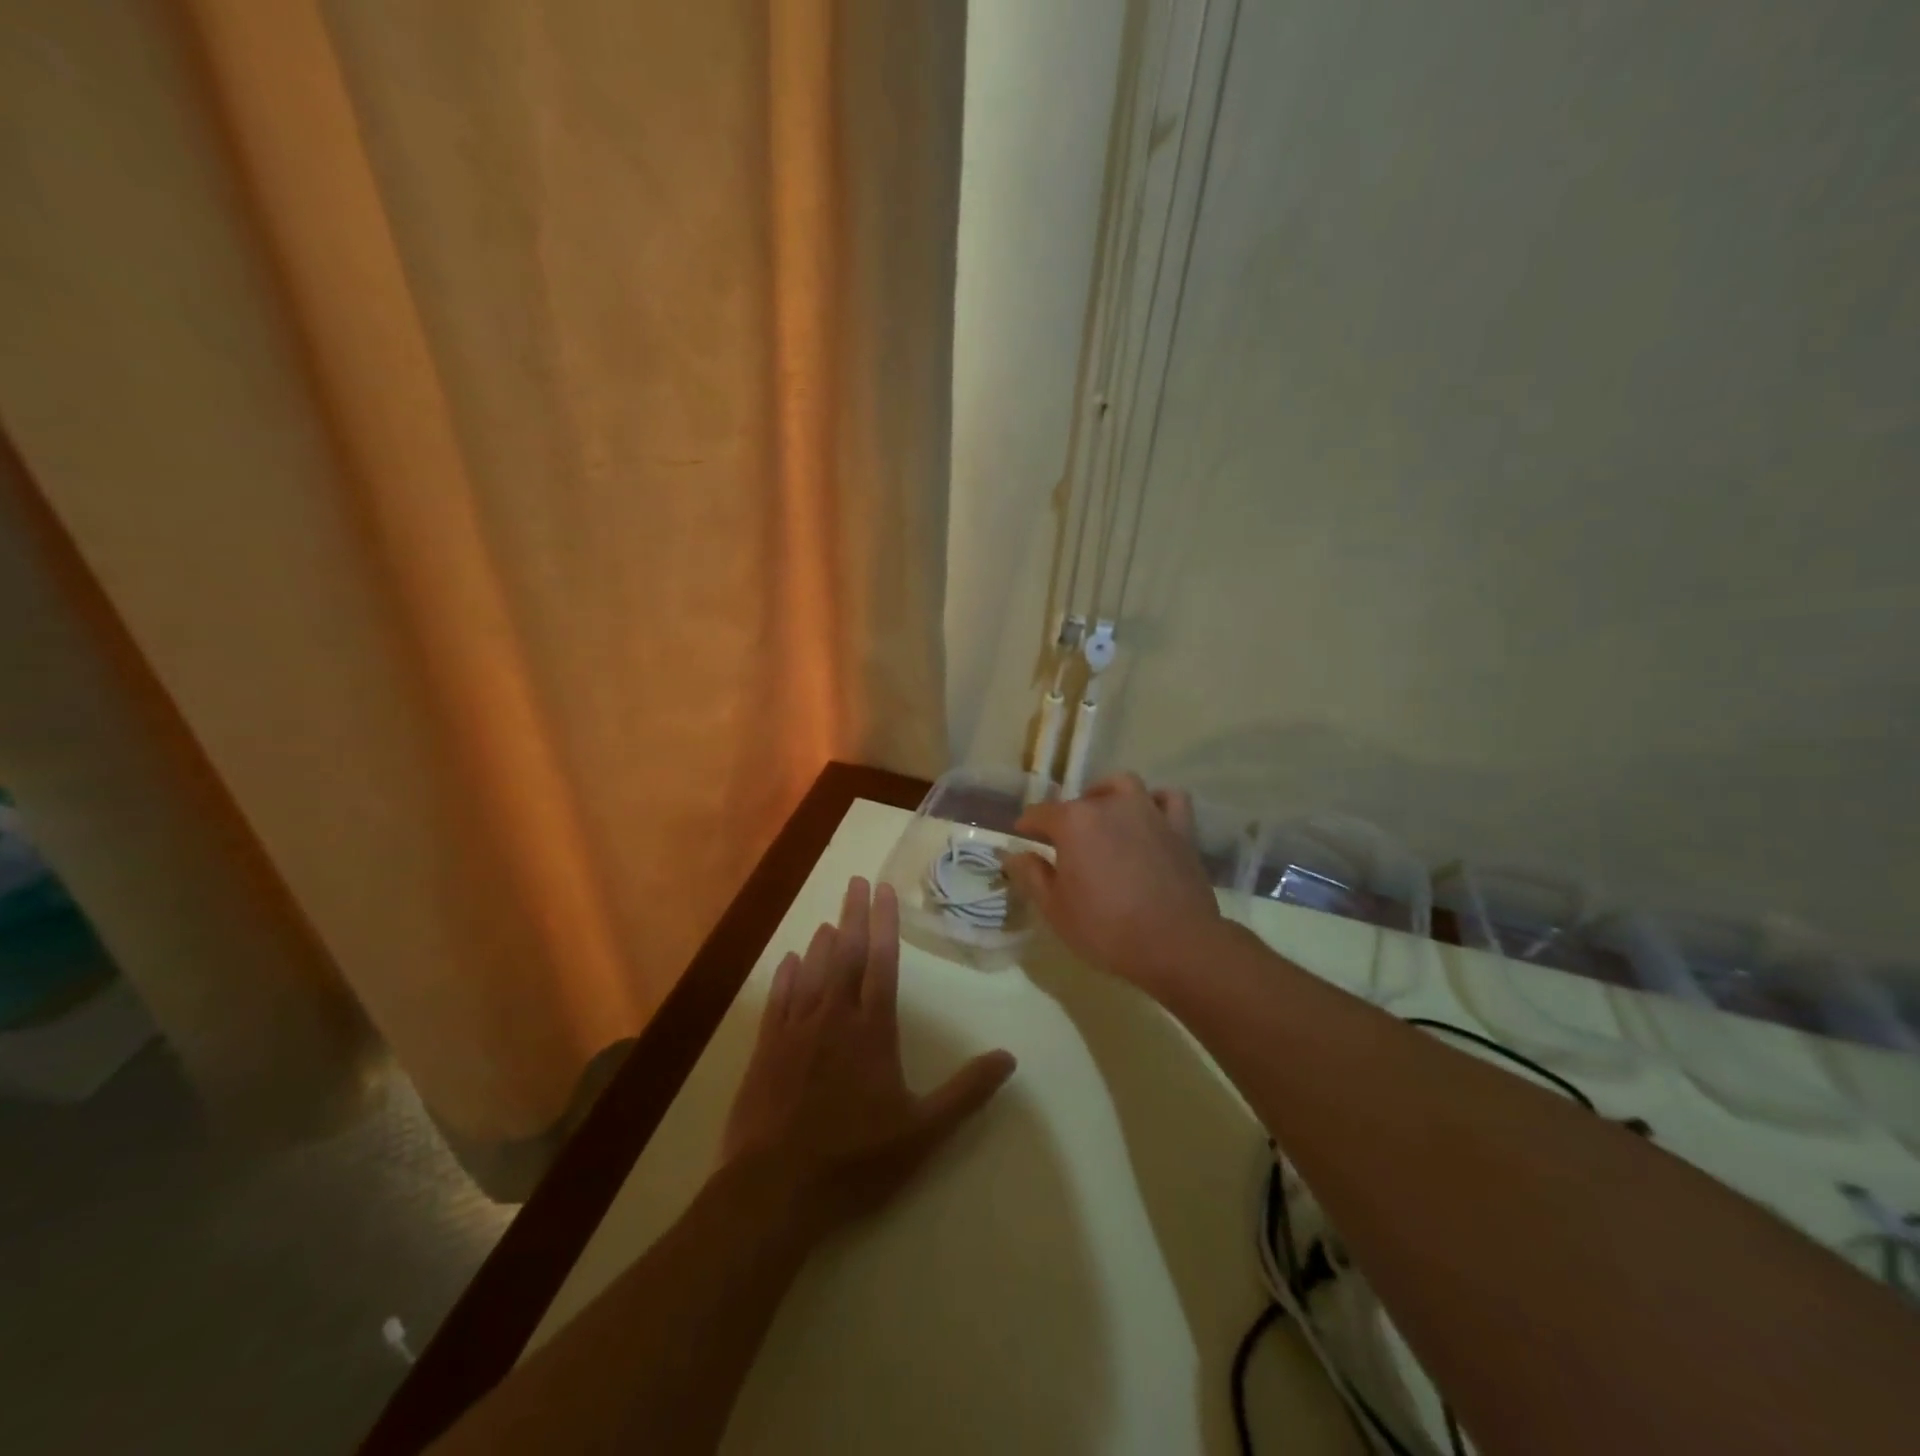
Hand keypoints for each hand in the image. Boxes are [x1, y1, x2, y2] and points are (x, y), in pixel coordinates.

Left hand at [723, 877, 1016, 1236]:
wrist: (776, 1188)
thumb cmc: (856, 1159)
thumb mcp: (923, 1131)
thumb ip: (966, 1091)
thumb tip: (1009, 1057)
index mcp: (873, 1031)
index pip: (882, 963)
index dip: (885, 924)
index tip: (883, 890)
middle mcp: (834, 1018)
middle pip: (845, 956)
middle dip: (853, 916)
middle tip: (855, 881)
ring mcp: (796, 1031)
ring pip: (812, 973)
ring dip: (822, 942)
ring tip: (830, 918)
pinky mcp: (766, 1050)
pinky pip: (778, 1001)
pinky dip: (786, 976)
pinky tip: (789, 961)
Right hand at [1006, 773, 1224, 993]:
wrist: (1175, 944)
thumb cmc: (1106, 929)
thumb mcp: (1055, 909)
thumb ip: (1031, 875)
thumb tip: (1014, 854)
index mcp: (1073, 821)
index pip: (1039, 814)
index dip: (1027, 826)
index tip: (1023, 839)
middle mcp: (1109, 805)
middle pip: (1079, 802)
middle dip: (1066, 818)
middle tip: (1064, 846)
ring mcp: (1148, 811)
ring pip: (1122, 786)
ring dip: (1107, 796)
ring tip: (1102, 818)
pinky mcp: (1180, 827)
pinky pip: (1167, 799)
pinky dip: (1155, 802)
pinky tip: (1148, 818)